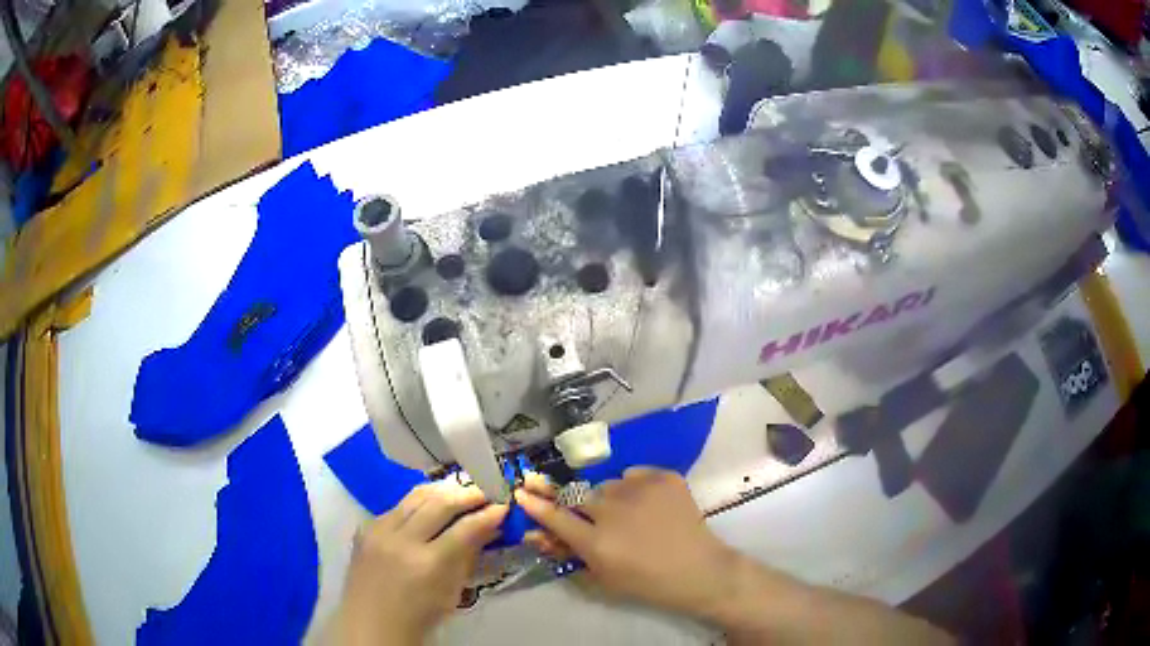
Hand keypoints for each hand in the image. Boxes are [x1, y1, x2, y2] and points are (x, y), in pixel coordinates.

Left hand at [333, 480, 507, 644]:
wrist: (372, 622)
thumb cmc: (420, 615)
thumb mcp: (453, 591)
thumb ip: (469, 556)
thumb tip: (489, 528)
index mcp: (429, 565)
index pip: (465, 528)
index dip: (488, 515)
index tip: (503, 506)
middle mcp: (402, 541)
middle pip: (440, 504)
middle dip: (467, 495)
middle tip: (484, 494)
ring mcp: (379, 531)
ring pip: (416, 496)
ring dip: (443, 491)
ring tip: (460, 492)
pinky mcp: (366, 527)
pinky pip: (397, 506)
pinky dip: (419, 503)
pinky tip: (430, 506)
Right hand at [516, 467, 739, 617]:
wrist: (699, 570)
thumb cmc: (647, 582)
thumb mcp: (602, 577)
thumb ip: (569, 553)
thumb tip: (539, 533)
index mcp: (597, 542)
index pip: (555, 517)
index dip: (535, 504)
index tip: (521, 492)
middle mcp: (614, 511)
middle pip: (578, 495)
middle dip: (579, 504)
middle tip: (595, 517)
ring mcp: (641, 490)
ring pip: (608, 485)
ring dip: (610, 498)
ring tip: (631, 515)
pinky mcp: (664, 477)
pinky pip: (634, 474)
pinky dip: (635, 487)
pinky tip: (650, 505)